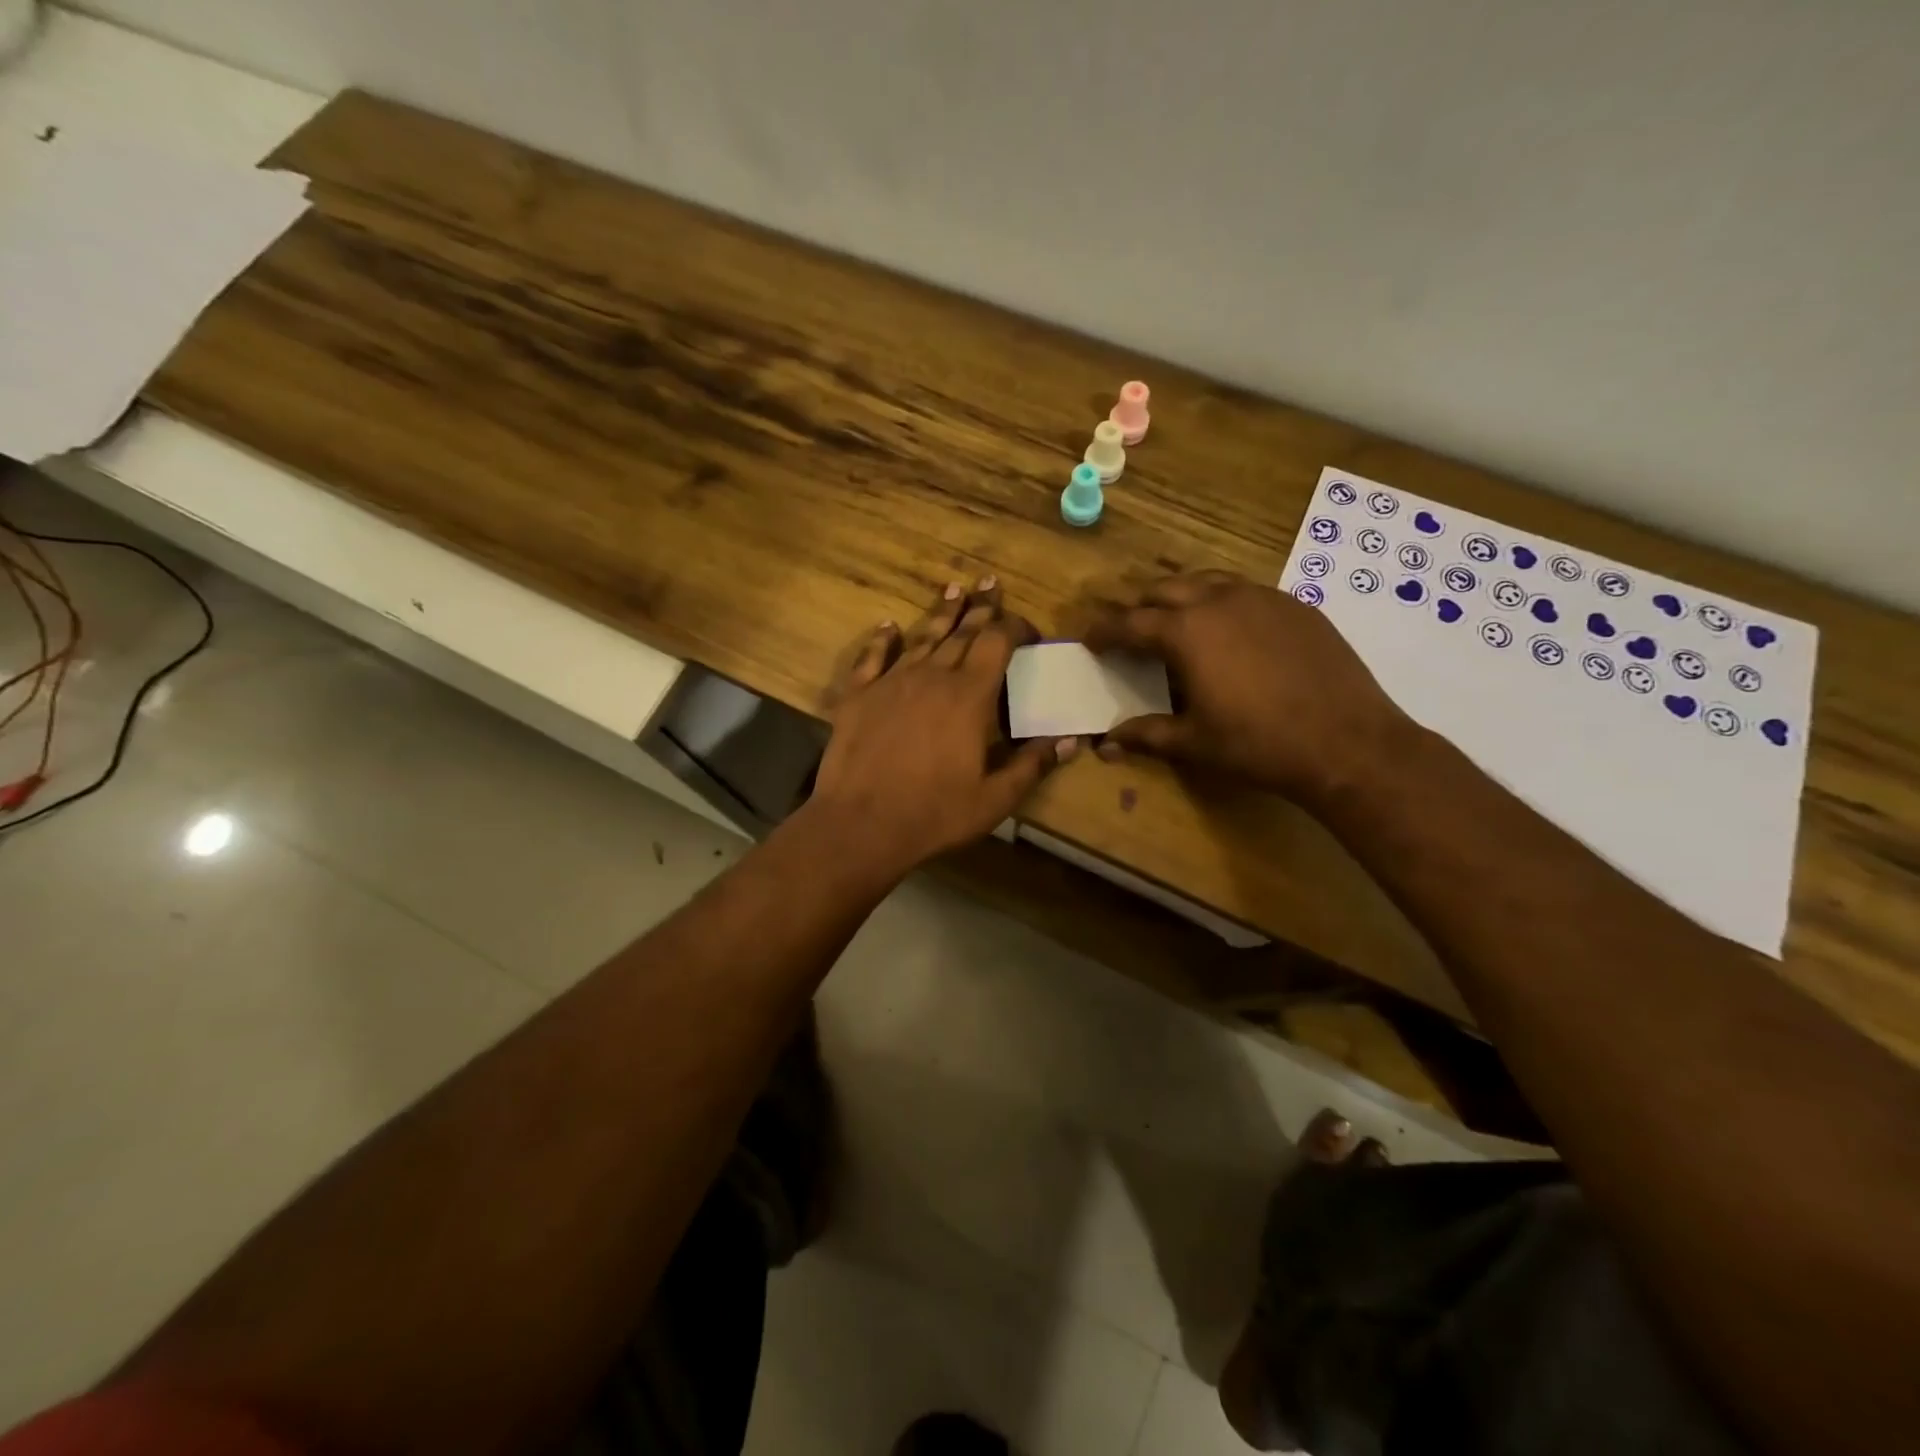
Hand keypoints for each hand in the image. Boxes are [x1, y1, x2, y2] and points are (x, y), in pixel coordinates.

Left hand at [808, 577, 1079, 874]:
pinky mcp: (858, 696)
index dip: (1015, 628)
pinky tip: (888, 625)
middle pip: (962, 632)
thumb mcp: (994, 799)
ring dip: (941, 613)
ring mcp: (891, 682)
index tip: (1029, 630)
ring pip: (922, 637)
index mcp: (969, 696)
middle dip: (982, 608)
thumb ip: (1031, 765)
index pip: (998, 643)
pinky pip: (871, 658)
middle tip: (991, 583)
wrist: (861, 824)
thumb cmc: (934, 814)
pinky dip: (881, 639)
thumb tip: (1070, 741)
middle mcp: (932, 677)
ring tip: (954, 589)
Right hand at [1084, 570, 1409, 804]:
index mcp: (1186, 632)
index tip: (1090, 639)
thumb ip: (1146, 735)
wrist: (1347, 741)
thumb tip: (1105, 744)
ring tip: (1177, 622)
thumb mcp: (1194, 743)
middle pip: (1164, 590)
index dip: (1104, 631)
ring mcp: (1262, 598)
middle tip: (1131, 632)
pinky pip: (1245, 591)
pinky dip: (1222, 603)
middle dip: (1140, 608)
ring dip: (1181, 597)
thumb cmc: (1258, 744)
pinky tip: (1230, 632)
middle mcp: (1219, 602)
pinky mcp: (1295, 606)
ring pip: (1206, 581)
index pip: (1130, 623)